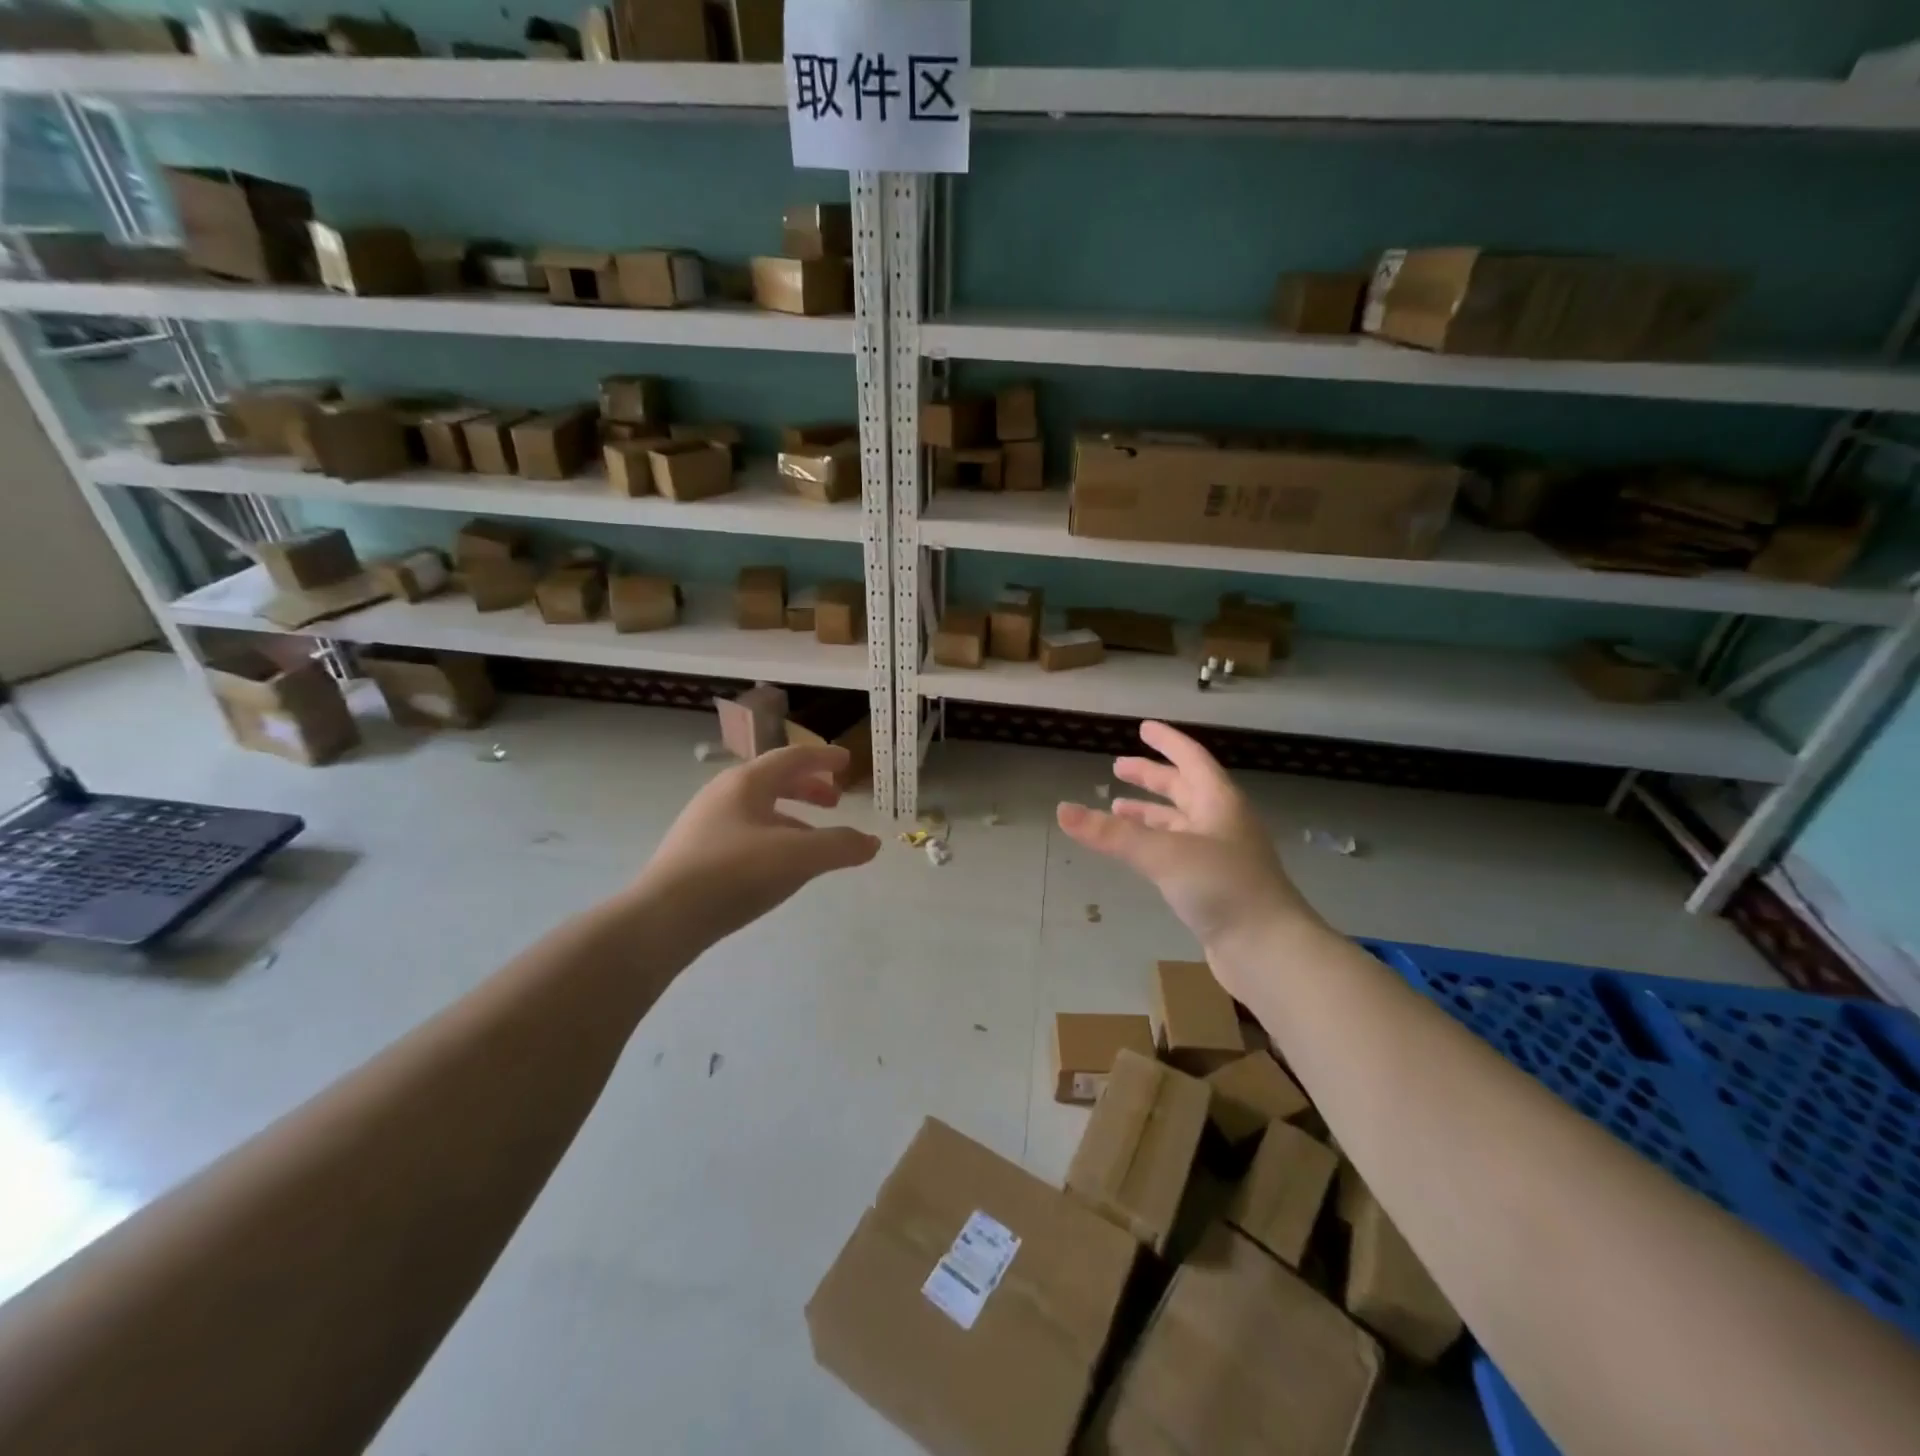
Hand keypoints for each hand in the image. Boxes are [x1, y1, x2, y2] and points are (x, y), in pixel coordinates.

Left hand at [633, 744, 880, 945]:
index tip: (847, 763)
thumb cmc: (734, 874)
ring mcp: (705, 823)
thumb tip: (871, 843)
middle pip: (774, 780)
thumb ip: (840, 846)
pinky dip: (772, 836)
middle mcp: (723, 794)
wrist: (662, 919)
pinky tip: (778, 866)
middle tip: (835, 801)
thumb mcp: (798, 857)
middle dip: (808, 787)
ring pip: (759, 808)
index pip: (793, 758)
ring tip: (813, 840)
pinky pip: (745, 831)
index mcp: (747, 782)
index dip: (824, 759)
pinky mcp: (696, 852)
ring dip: (791, 815)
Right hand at [1057, 722, 1319, 988]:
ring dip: (1150, 812)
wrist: (1268, 949)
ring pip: (1179, 822)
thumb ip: (1112, 833)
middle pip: (1183, 789)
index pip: (1190, 758)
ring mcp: (1220, 855)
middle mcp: (1222, 822)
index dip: (1167, 742)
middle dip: (1151, 777)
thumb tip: (1062, 810)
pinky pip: (1178, 851)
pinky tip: (1139, 853)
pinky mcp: (1215, 885)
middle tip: (1118, 767)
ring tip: (1117, 809)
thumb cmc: (1222, 887)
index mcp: (1218, 801)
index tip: (1143, 728)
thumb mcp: (1163, 854)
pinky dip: (1154, 843)